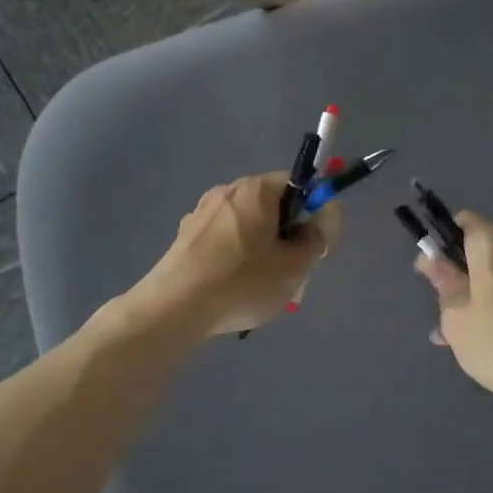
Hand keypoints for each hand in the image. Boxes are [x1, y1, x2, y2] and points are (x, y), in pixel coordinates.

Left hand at [133, 173, 333, 337]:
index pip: (299, 183)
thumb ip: (315, 240)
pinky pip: (224, 241)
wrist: (175, 308)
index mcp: (256, 190)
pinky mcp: (186, 237)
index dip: (315, 211)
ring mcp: (201, 213)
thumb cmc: (242, 282)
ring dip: (262, 248)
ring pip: (248, 226)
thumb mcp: (294, 267)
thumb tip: (318, 224)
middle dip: (288, 234)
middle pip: (272, 205)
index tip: (316, 243)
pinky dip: (236, 258)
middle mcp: (227, 191)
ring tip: (261, 286)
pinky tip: (232, 288)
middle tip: (292, 269)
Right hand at [414, 212, 492, 406]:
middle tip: (447, 318)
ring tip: (469, 339)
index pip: (462, 222)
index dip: (442, 244)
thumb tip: (434, 261)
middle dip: (462, 277)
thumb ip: (444, 286)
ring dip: (482, 298)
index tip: (434, 277)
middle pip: (483, 250)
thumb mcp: (458, 321)